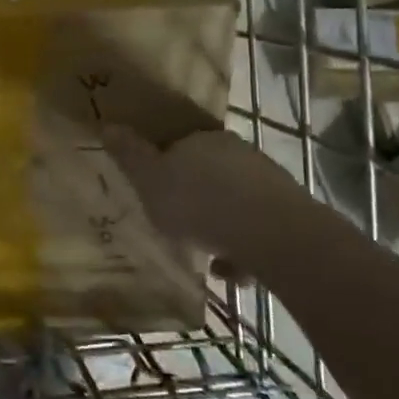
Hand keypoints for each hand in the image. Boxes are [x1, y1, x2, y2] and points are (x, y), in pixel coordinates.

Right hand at [102, 125, 301, 280]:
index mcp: (201, 140)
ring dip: (221, 228)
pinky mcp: (291, 212)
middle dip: (197, 200)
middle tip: (182, 227)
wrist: (274, 234)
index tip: (160, 193)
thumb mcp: (150, 180)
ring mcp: (267, 181)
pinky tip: (233, 273)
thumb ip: (130, 155)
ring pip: (235, 203)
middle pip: (210, 174)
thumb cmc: (199, 202)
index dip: (168, 167)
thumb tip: (108, 126)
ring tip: (209, 260)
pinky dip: (243, 249)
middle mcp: (237, 152)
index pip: (180, 145)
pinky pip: (257, 230)